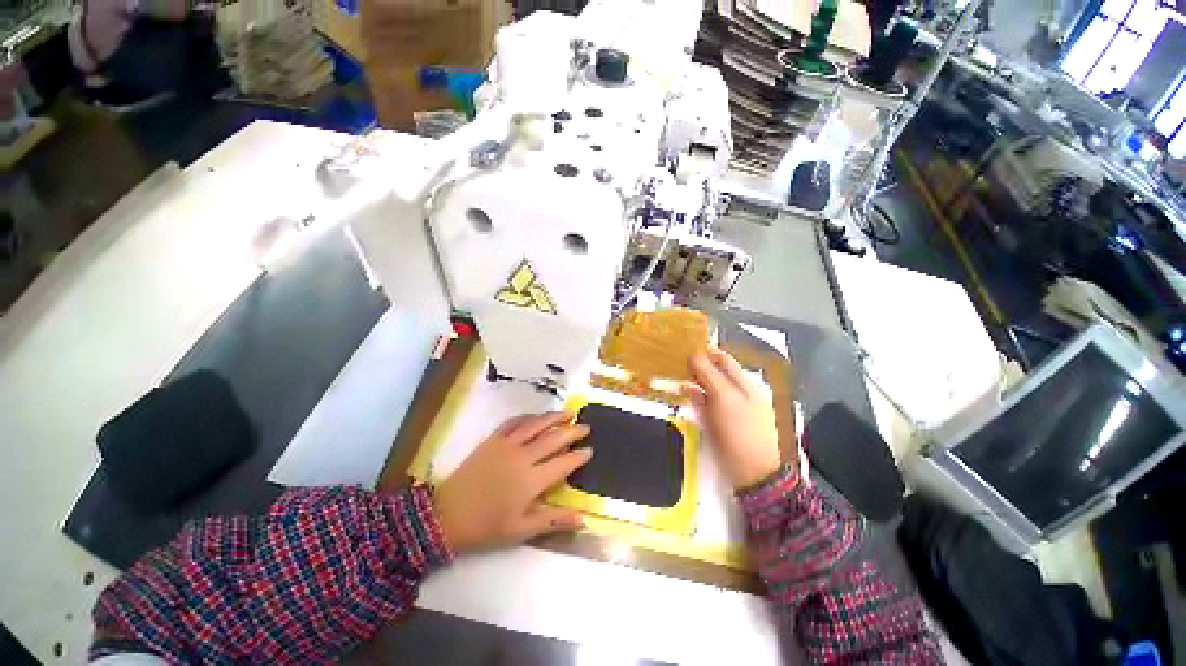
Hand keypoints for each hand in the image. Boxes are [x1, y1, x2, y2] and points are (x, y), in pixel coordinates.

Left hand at [434, 412, 592, 553]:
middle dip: (572, 431)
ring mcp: (507, 445)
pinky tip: (536, 416)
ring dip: (554, 417)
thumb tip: (583, 518)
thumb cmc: (487, 526)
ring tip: (568, 412)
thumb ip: (553, 520)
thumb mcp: (521, 529)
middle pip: (553, 439)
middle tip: (586, 427)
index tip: (590, 450)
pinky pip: (514, 422)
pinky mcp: (493, 440)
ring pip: (536, 425)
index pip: (563, 463)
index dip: (578, 456)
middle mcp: (523, 457)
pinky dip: (528, 417)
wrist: (447, 515)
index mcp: (532, 480)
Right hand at [683, 349, 785, 489]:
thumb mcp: (724, 399)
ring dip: (691, 380)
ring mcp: (726, 407)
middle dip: (694, 365)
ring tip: (673, 376)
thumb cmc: (741, 431)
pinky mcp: (718, 421)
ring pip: (706, 387)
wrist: (753, 473)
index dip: (703, 351)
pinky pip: (704, 402)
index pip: (722, 359)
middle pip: (713, 372)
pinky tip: (683, 393)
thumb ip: (708, 375)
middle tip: (673, 362)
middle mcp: (736, 391)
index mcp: (744, 382)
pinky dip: (693, 396)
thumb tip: (693, 356)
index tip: (682, 347)